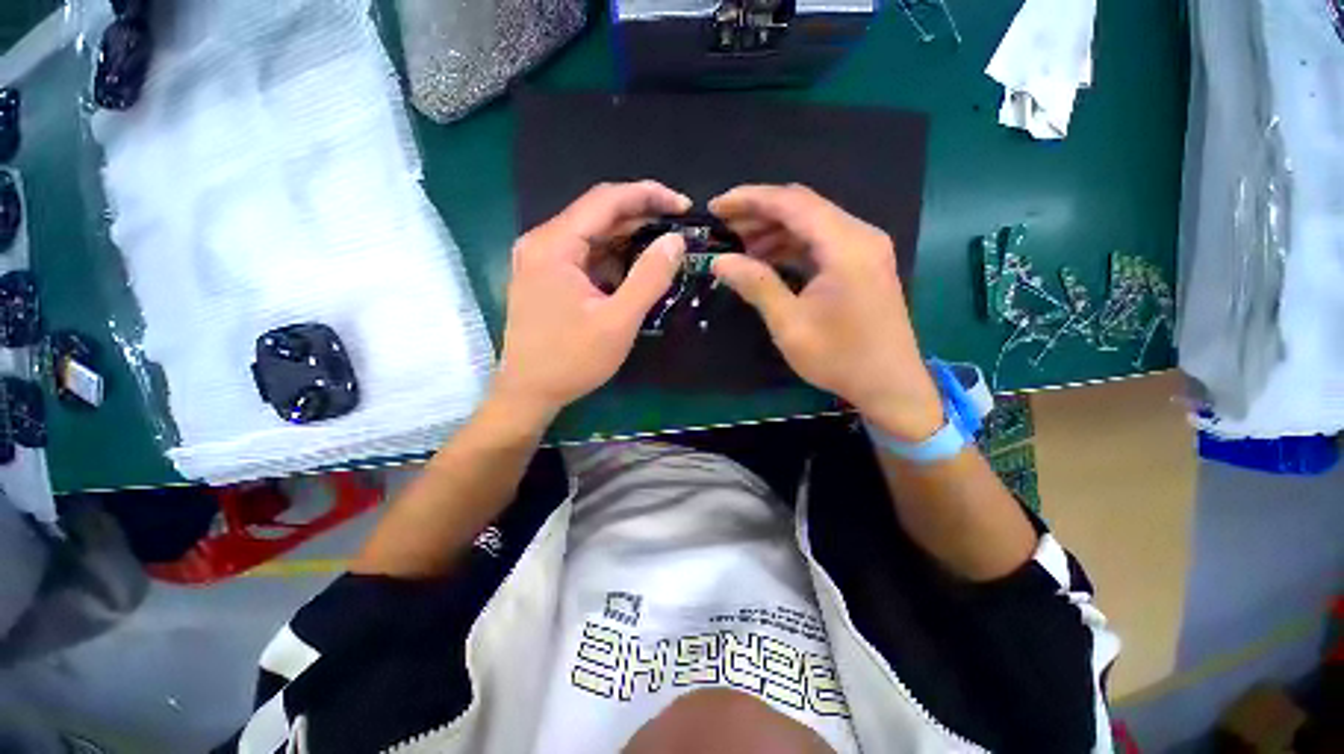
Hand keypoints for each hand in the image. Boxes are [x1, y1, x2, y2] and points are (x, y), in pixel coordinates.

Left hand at [493, 181, 690, 423]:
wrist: (529, 392)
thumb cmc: (572, 360)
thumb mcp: (618, 322)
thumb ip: (649, 278)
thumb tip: (675, 240)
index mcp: (554, 245)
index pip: (606, 200)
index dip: (649, 196)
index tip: (684, 207)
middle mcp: (542, 242)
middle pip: (598, 213)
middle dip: (642, 217)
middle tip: (680, 230)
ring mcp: (541, 258)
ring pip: (593, 233)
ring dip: (630, 237)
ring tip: (665, 247)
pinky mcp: (546, 275)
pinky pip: (585, 254)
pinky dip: (614, 256)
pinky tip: (636, 267)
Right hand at [709, 184, 942, 440]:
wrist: (890, 385)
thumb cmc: (839, 358)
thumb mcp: (790, 324)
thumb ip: (756, 285)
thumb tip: (720, 261)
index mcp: (846, 246)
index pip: (792, 203)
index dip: (749, 199)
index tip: (715, 207)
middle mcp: (860, 235)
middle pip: (803, 206)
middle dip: (759, 212)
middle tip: (723, 227)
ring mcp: (865, 248)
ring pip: (812, 223)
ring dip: (774, 229)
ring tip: (740, 245)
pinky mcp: (862, 263)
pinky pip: (822, 242)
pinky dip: (792, 245)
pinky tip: (767, 259)